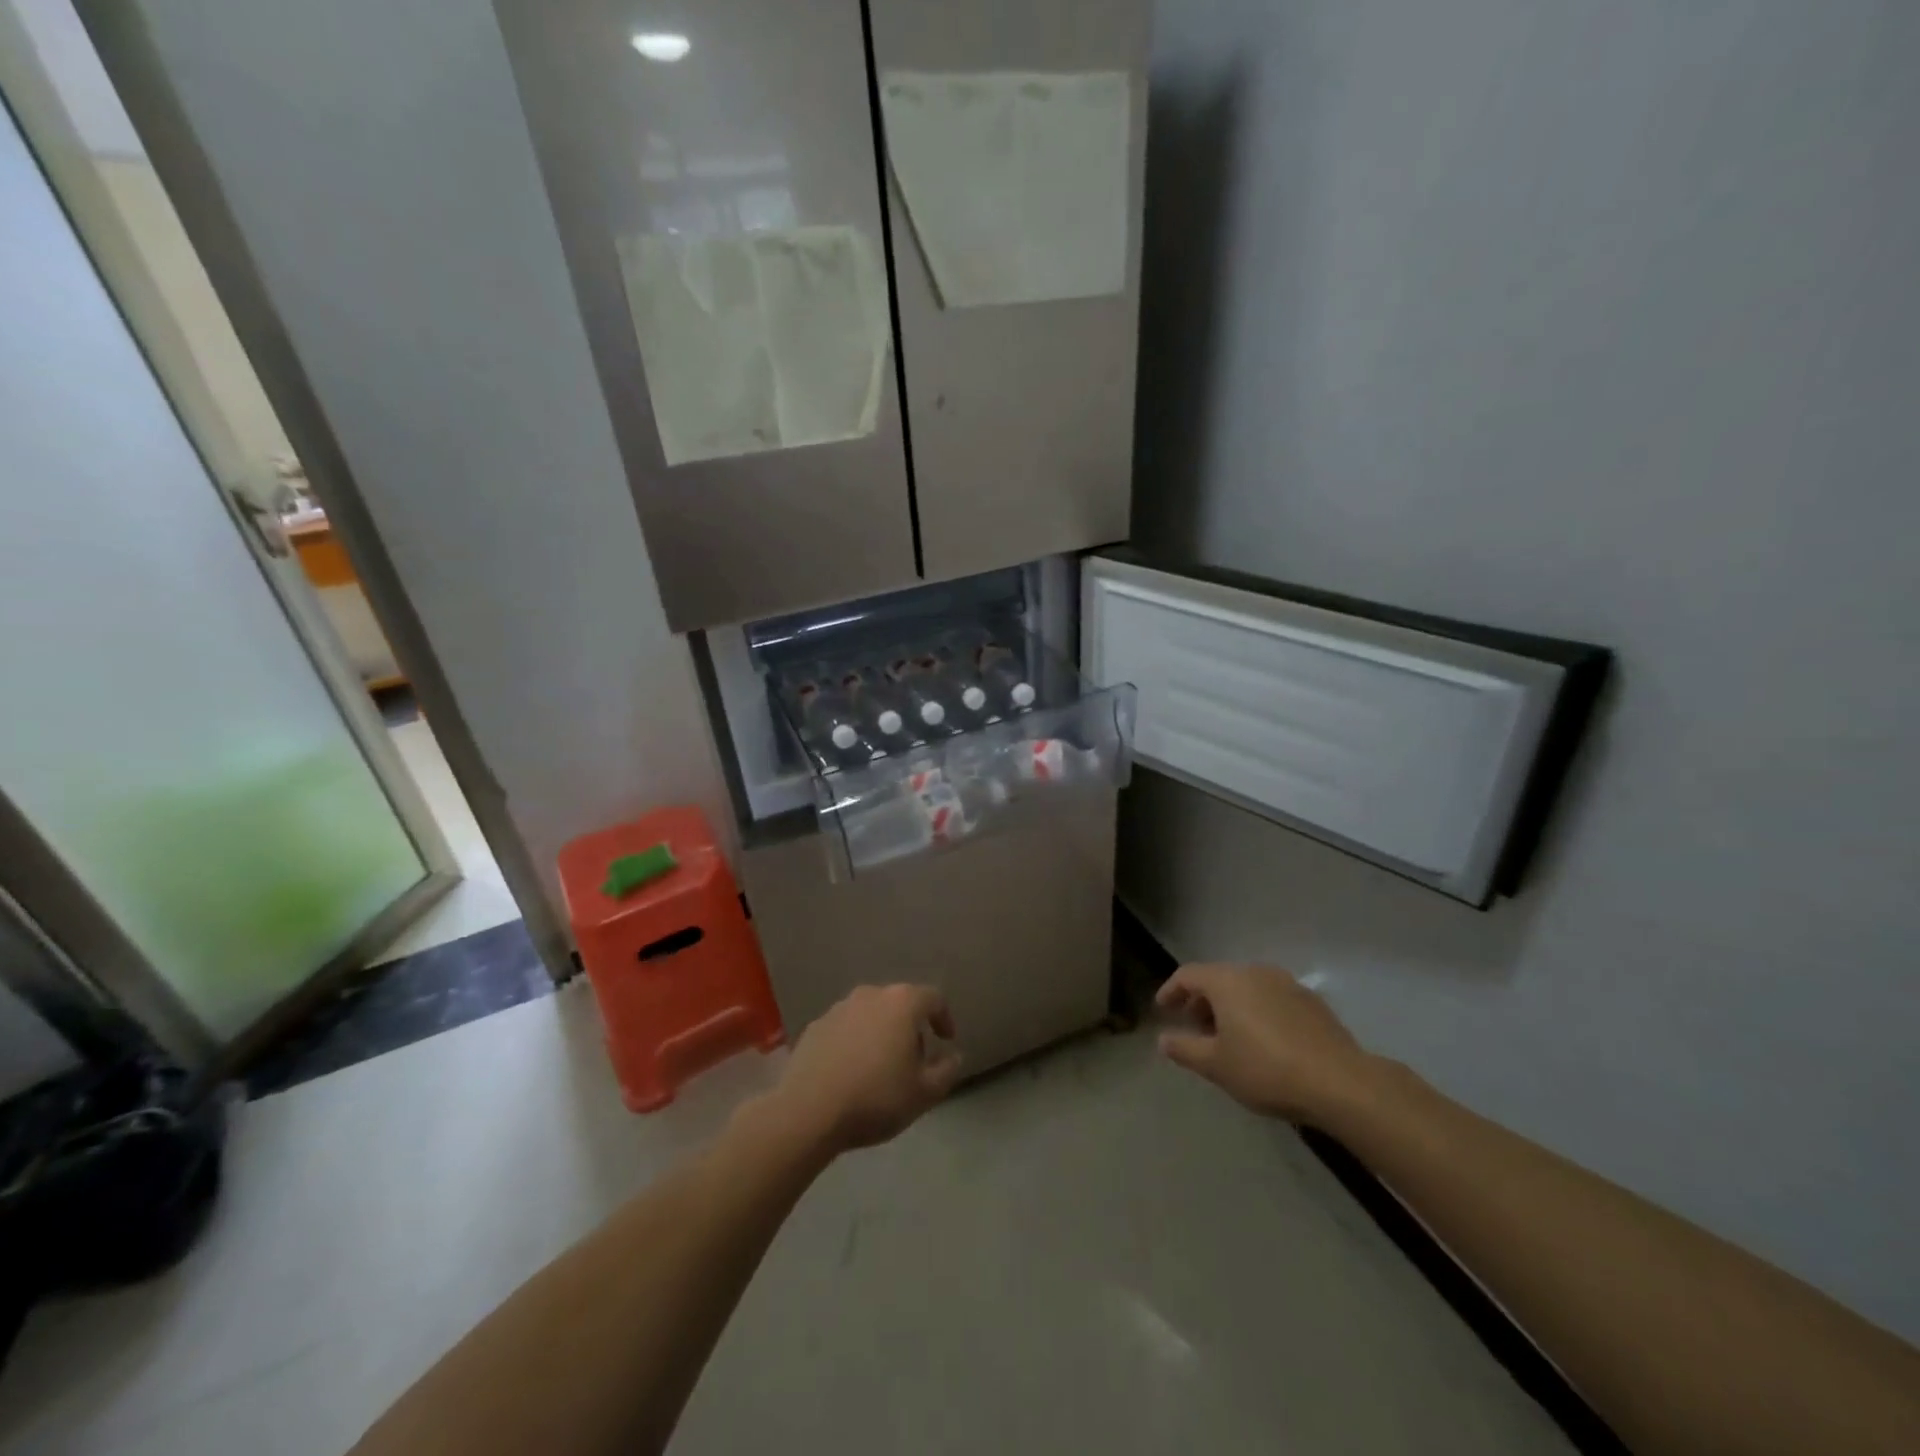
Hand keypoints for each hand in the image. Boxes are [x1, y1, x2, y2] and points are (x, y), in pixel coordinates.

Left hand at [770, 984, 962, 1156]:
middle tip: (914, 1059)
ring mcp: (839, 1008)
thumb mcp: (924, 1094)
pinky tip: (851, 1071)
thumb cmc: (875, 1098)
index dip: (944, 1017)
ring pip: (870, 1014)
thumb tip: (953, 1056)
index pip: (933, 998)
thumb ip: (946, 1071)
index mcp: (902, 1003)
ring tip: (881, 1066)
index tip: (946, 1041)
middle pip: (900, 1003)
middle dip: (911, 1027)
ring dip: (881, 1032)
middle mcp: (871, 995)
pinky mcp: (815, 1026)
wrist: (808, 1111)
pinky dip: (855, 1042)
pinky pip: (846, 1028)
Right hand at [1156, 963, 1379, 1125]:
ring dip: (1231, 1007)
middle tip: (1193, 1027)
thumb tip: (1163, 1040)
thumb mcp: (1216, 1065)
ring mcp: (1287, 984)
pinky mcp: (1312, 1002)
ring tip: (1227, 1037)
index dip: (1170, 990)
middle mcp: (1255, 972)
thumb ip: (1185, 1049)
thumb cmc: (1266, 1070)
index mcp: (1227, 981)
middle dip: (1201, 1001)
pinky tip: (1263, 1042)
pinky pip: (1272, 999)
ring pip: (1247, 988)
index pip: (1188, 975)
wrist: (1340, 1083)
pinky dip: (1257, 1012)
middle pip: (1218, 979)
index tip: (1162, 1009)